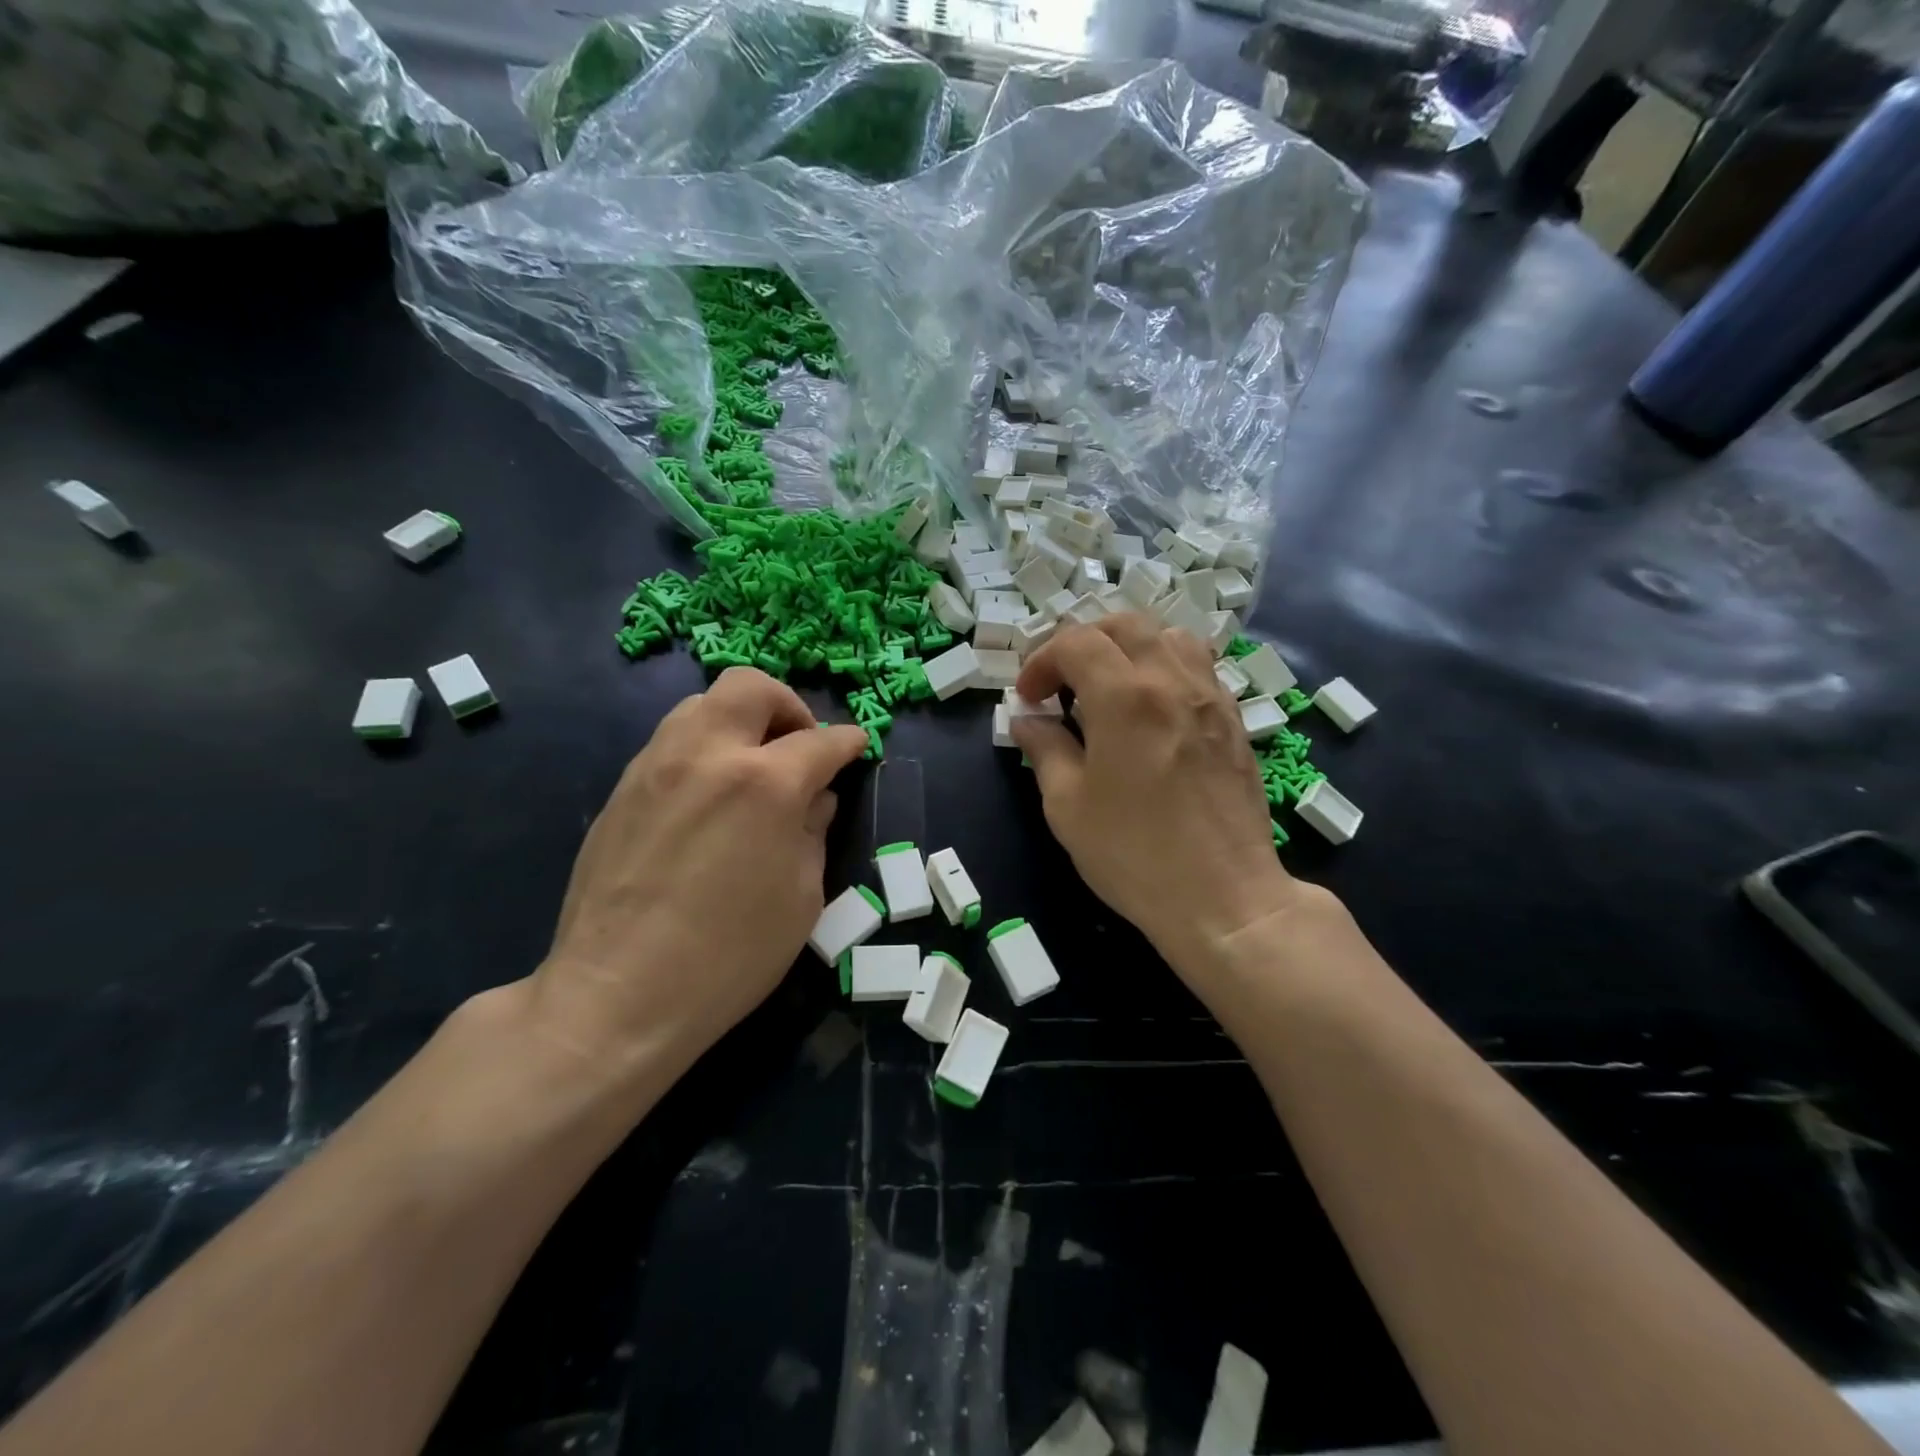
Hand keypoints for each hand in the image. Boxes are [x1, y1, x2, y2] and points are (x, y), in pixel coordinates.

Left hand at [532, 668, 867, 1087]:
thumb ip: (813, 832)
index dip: (848, 741)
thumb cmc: (729, 957)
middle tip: (799, 746)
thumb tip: (816, 798)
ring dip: (739, 721)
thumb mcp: (801, 898)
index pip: (820, 740)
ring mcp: (656, 766)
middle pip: (751, 687)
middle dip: (788, 706)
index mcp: (766, 784)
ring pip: (702, 704)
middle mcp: (708, 755)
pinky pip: (671, 741)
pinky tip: (709, 796)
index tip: (857, 747)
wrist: (618, 994)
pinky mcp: (622, 789)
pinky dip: (704, 748)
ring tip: (752, 767)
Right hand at [1012, 615, 1311, 970]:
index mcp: (1124, 696)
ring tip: (1111, 685)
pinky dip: (1166, 667)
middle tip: (1062, 682)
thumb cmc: (1133, 853)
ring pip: (1170, 636)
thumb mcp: (1067, 805)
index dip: (1041, 661)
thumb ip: (1044, 749)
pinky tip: (1154, 708)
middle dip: (1082, 642)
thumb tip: (1027, 720)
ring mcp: (1210, 697)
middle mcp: (1171, 681)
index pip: (1075, 642)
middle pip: (1124, 624)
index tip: (1028, 698)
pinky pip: (1199, 667)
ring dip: (1130, 646)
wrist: (1223, 897)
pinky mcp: (1234, 721)